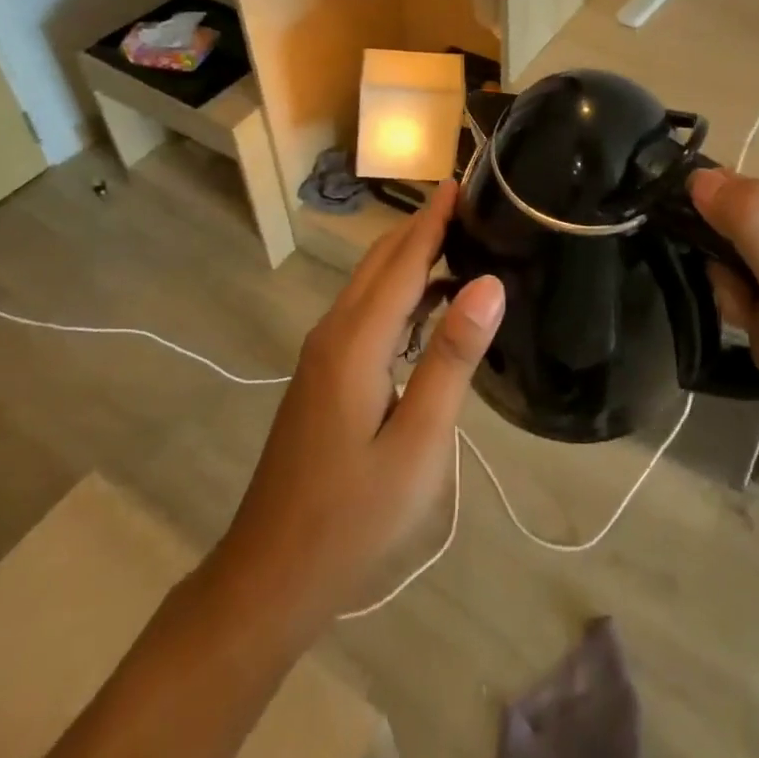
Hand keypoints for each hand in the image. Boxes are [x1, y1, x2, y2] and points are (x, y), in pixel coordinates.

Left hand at [213, 182, 503, 623]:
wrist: (270, 577)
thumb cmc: (352, 517)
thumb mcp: (418, 443)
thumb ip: (451, 358)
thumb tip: (488, 283)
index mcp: (356, 341)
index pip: (403, 260)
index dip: (434, 218)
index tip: (463, 180)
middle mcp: (334, 333)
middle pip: (381, 262)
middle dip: (422, 226)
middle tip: (472, 204)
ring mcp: (323, 354)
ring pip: (370, 285)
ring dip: (410, 256)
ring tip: (460, 241)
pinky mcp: (323, 376)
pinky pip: (366, 312)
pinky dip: (400, 291)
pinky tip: (430, 305)